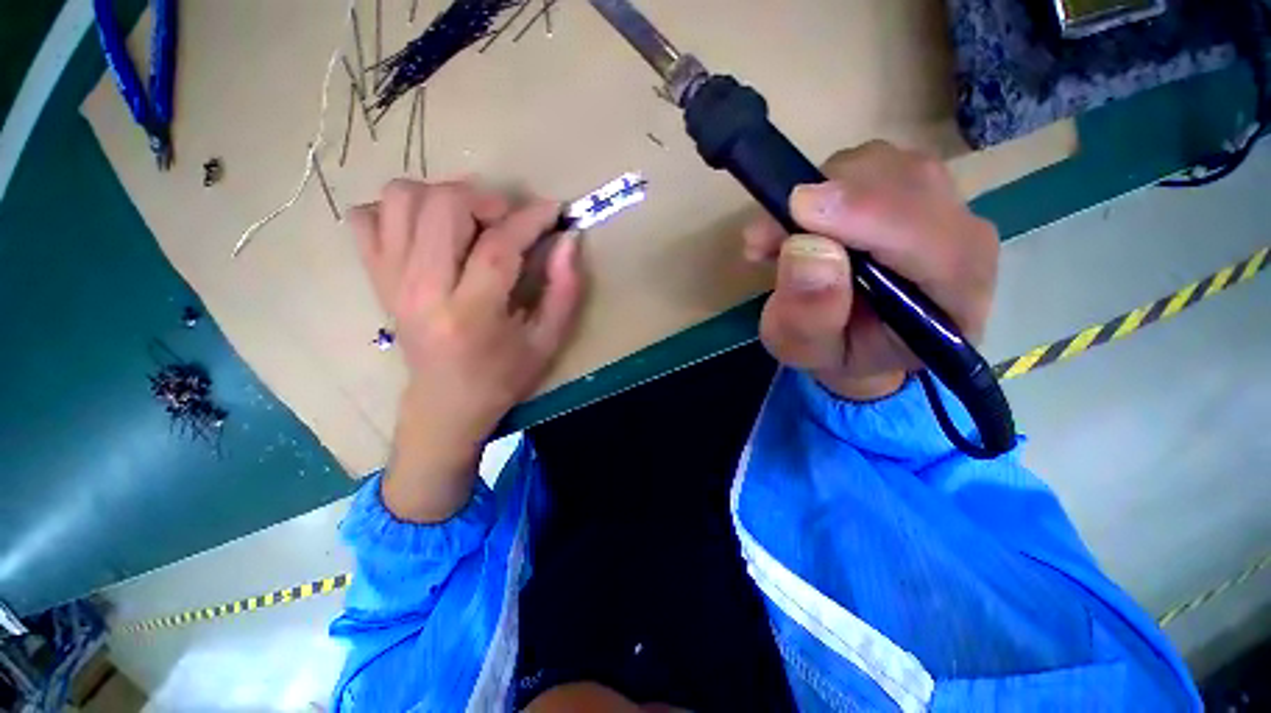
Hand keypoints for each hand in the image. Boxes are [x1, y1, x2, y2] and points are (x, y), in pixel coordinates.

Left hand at [351, 180, 583, 521]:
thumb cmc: (503, 376)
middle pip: (443, 207)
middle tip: (509, 219)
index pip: (498, 246)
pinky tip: (429, 232)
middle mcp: (422, 290)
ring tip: (471, 220)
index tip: (554, 211)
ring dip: (444, 196)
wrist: (445, 403)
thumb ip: (564, 290)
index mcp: (471, 314)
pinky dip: (398, 210)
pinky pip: (367, 216)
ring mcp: (391, 279)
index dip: (531, 219)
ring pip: (401, 198)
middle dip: (486, 199)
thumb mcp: (548, 341)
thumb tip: (568, 241)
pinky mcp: (375, 277)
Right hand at [743, 141, 998, 400]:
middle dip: (829, 199)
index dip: (864, 214)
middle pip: (908, 185)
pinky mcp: (914, 188)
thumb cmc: (839, 353)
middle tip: (767, 236)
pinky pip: (868, 164)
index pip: (930, 239)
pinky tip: (796, 224)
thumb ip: (809, 317)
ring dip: (820, 192)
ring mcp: (944, 206)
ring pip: (885, 165)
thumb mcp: (808, 352)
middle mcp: (965, 240)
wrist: (860, 340)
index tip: (797, 209)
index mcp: (956, 298)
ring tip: (778, 239)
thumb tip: (805, 247)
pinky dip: (820, 184)